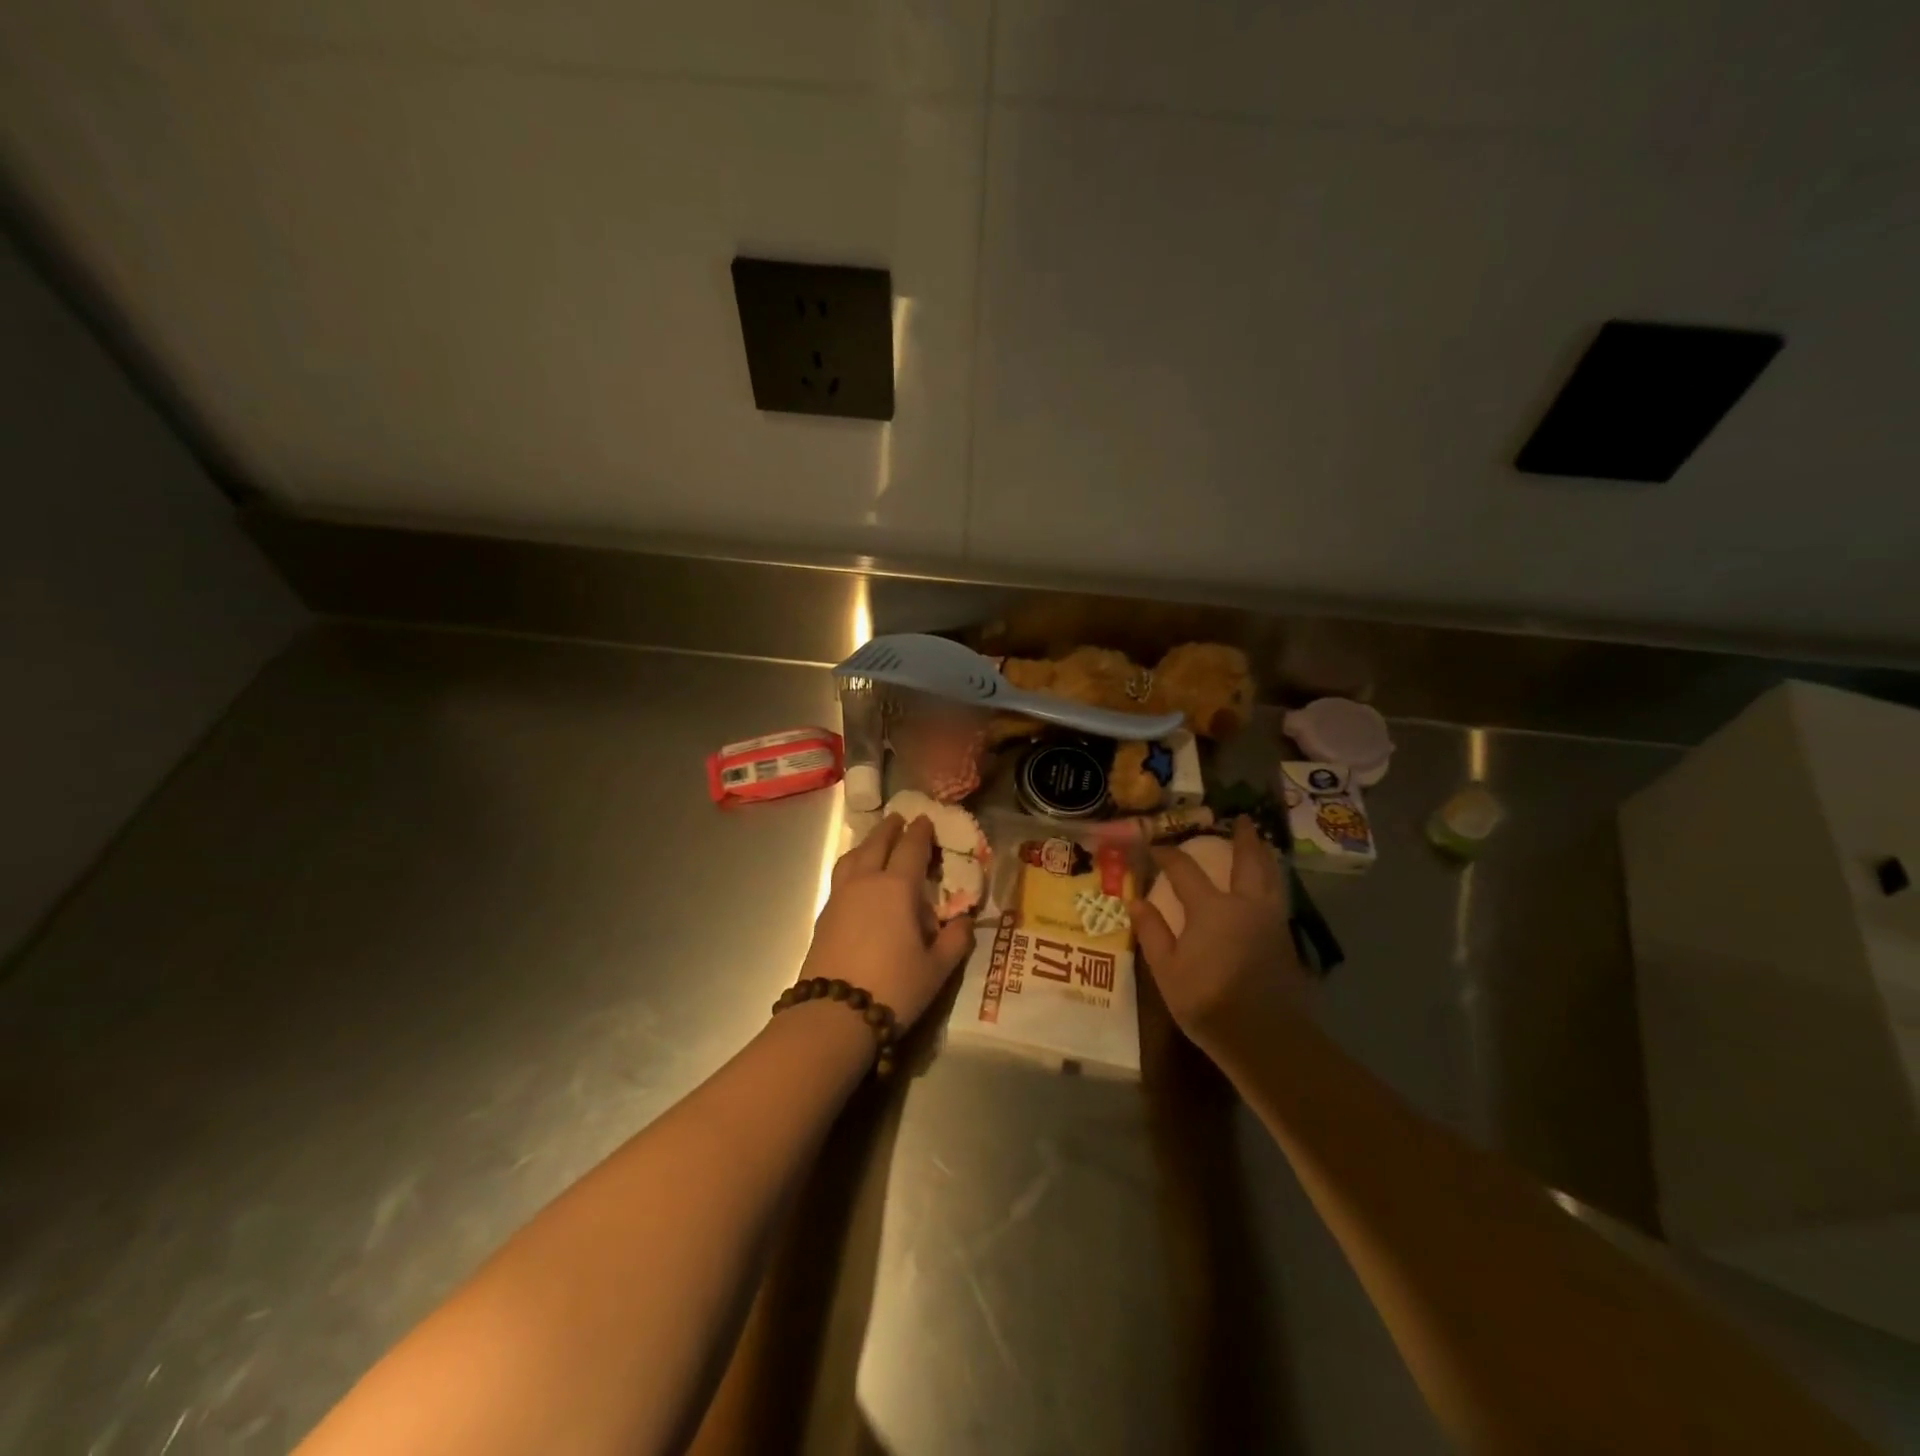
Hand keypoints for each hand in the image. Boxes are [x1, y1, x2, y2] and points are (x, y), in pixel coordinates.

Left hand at [800, 813, 974, 1030]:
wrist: (834, 1014)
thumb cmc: (894, 987)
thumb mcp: (937, 968)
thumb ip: (956, 939)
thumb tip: (964, 920)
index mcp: (897, 887)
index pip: (911, 847)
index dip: (921, 832)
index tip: (926, 820)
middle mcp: (867, 881)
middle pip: (877, 843)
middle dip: (891, 828)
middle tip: (900, 819)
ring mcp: (840, 896)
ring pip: (853, 856)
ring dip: (867, 843)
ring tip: (875, 842)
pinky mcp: (824, 914)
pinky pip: (841, 875)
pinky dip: (852, 864)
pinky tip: (857, 877)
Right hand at [1130, 817, 1310, 1048]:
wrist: (1266, 1038)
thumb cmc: (1208, 1002)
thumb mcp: (1167, 970)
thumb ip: (1153, 931)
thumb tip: (1135, 900)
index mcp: (1211, 908)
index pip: (1184, 869)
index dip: (1166, 854)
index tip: (1153, 846)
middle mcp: (1245, 904)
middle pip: (1246, 861)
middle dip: (1242, 838)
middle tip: (1240, 819)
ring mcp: (1270, 920)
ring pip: (1271, 876)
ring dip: (1265, 855)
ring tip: (1262, 842)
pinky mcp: (1285, 938)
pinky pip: (1278, 895)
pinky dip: (1273, 879)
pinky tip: (1268, 884)